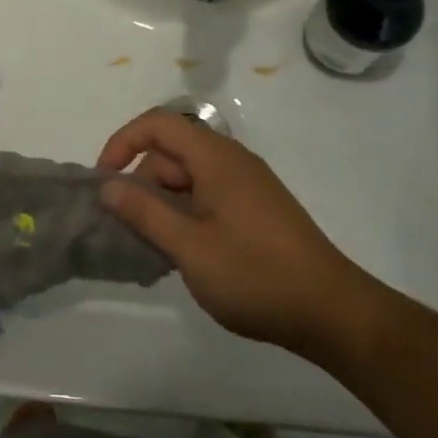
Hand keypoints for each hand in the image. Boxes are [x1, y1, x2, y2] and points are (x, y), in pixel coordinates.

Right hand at [96, 110, 384, 365]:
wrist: (333, 314)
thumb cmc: (255, 275)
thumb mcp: (190, 247)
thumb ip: (145, 213)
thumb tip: (108, 186)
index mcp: (216, 158)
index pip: (158, 124)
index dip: (123, 142)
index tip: (104, 180)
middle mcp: (232, 161)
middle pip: (171, 153)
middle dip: (142, 184)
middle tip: (129, 230)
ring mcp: (247, 186)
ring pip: (188, 179)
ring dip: (163, 206)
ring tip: (154, 250)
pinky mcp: (255, 210)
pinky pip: (206, 198)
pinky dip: (185, 217)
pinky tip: (182, 255)